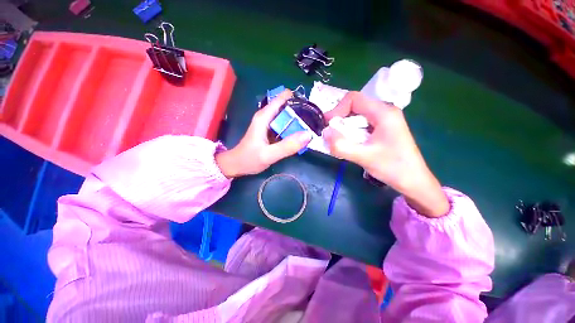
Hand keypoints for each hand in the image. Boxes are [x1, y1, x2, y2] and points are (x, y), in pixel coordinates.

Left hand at [216, 90, 312, 177]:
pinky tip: (301, 135)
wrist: (236, 165)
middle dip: (301, 111)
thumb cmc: (249, 159)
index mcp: (264, 117)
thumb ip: (287, 146)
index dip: (297, 99)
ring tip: (311, 127)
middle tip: (315, 121)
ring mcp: (269, 124)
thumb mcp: (269, 155)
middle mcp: (267, 117)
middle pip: (287, 107)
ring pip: (287, 117)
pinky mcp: (271, 132)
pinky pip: (285, 126)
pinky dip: (293, 128)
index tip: (311, 107)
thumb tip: (308, 135)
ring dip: (298, 121)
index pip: (282, 98)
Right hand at [323, 91, 448, 217]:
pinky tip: (349, 143)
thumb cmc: (393, 168)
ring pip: (356, 116)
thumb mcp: (364, 157)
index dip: (337, 109)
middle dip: (339, 119)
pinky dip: (350, 132)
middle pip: (354, 106)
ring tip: (338, 140)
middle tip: (331, 134)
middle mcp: (384, 111)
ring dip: (344, 127)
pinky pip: (361, 124)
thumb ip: (341, 145)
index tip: (327, 125)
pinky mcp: (382, 129)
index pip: (354, 99)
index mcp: (383, 112)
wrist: (413, 181)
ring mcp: (384, 120)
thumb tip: (324, 133)